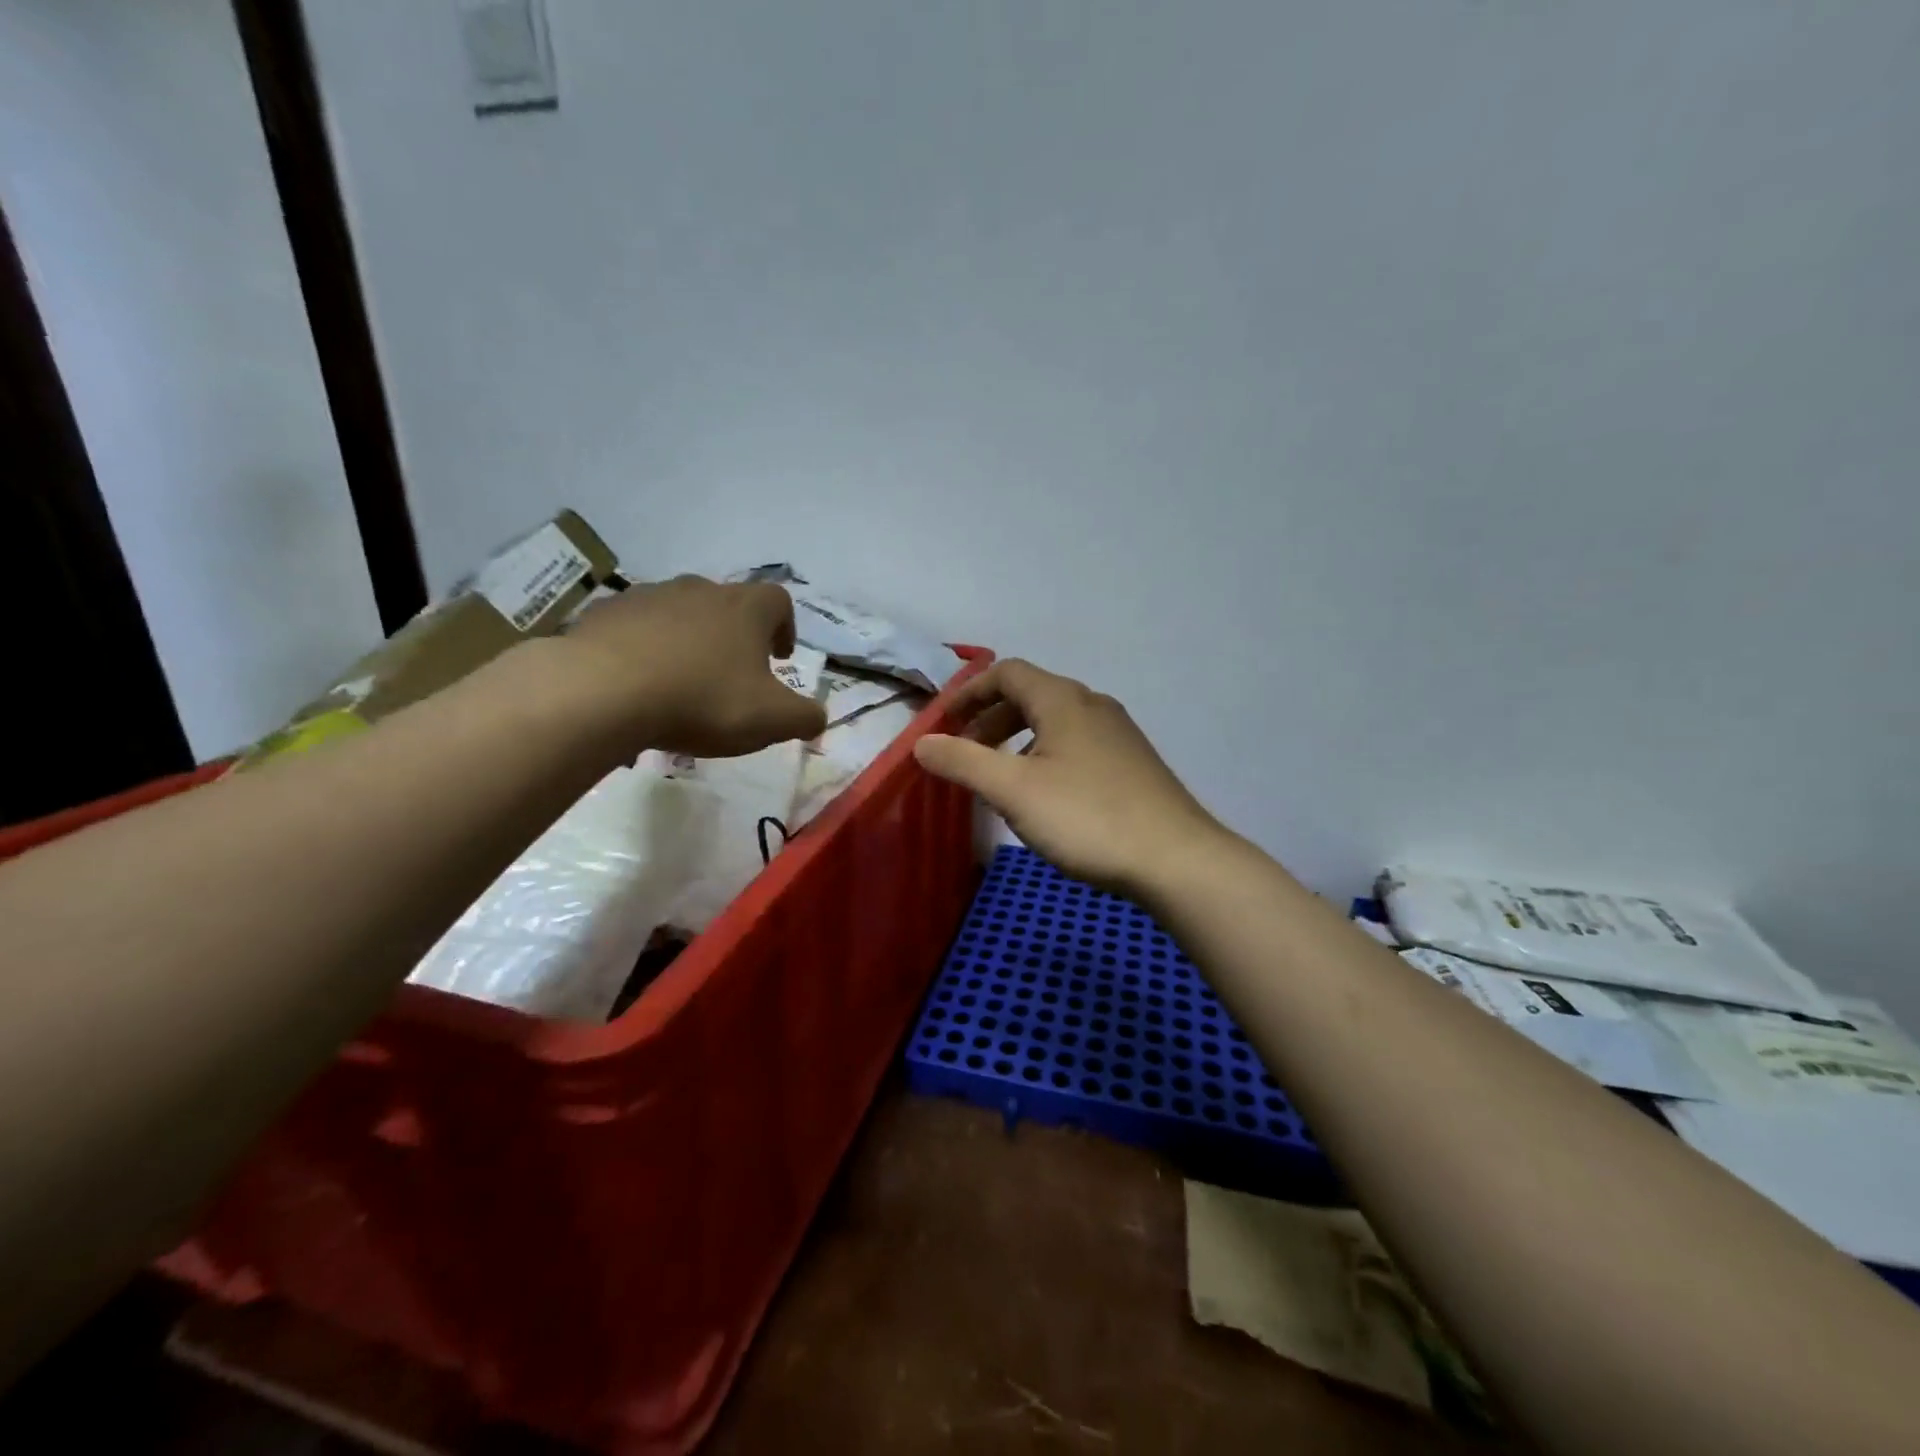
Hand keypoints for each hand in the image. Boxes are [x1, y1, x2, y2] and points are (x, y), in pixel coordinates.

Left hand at [559, 575, 827, 757]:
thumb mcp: (771, 720)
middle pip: (729, 604)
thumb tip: (818, 718)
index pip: (779, 601)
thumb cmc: (702, 700)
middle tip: (734, 674)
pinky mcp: (606, 613)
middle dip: (736, 636)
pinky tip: (639, 685)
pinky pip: (637, 628)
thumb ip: (805, 718)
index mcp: (746, 609)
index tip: (779, 658)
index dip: (785, 627)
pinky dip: (646, 649)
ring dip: (689, 642)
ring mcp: (649, 597)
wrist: (604, 691)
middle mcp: (700, 590)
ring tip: (683, 683)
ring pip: (681, 614)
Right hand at [914, 659, 1225, 892]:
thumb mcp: (1013, 790)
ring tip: (999, 777)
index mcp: (1063, 700)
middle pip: (1031, 695)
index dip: (969, 692)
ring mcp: (1119, 734)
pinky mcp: (1132, 763)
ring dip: (1018, 739)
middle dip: (990, 719)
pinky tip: (1044, 796)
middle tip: (965, 753)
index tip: (943, 723)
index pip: (1007, 673)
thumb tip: (922, 743)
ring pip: (1055, 722)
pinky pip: (1076, 744)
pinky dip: (1045, 755)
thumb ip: (963, 762)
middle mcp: (1093, 705)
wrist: (1175, 859)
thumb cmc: (1087, 817)